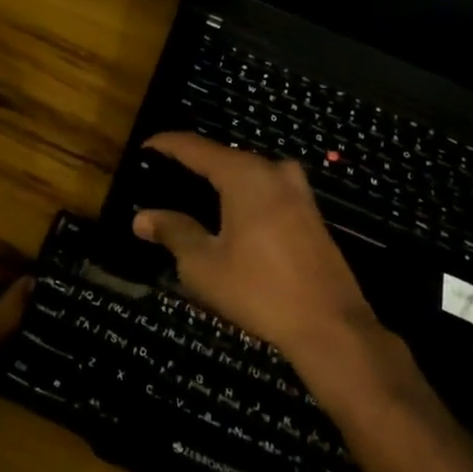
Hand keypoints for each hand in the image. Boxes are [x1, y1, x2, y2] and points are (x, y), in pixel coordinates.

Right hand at [133, 134, 415, 412]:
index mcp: (244, 175)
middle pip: (223, 157)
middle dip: (192, 164)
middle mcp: (273, 171)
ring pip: (247, 174)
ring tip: (191, 198)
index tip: (142, 149)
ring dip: (219, 180)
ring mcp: (297, 191)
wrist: (331, 326)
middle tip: (162, 180)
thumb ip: (173, 232)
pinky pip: (266, 190)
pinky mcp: (310, 214)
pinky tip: (228, 218)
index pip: (194, 147)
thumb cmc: (259, 290)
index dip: (165, 145)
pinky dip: (242, 195)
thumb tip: (142, 218)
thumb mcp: (203, 264)